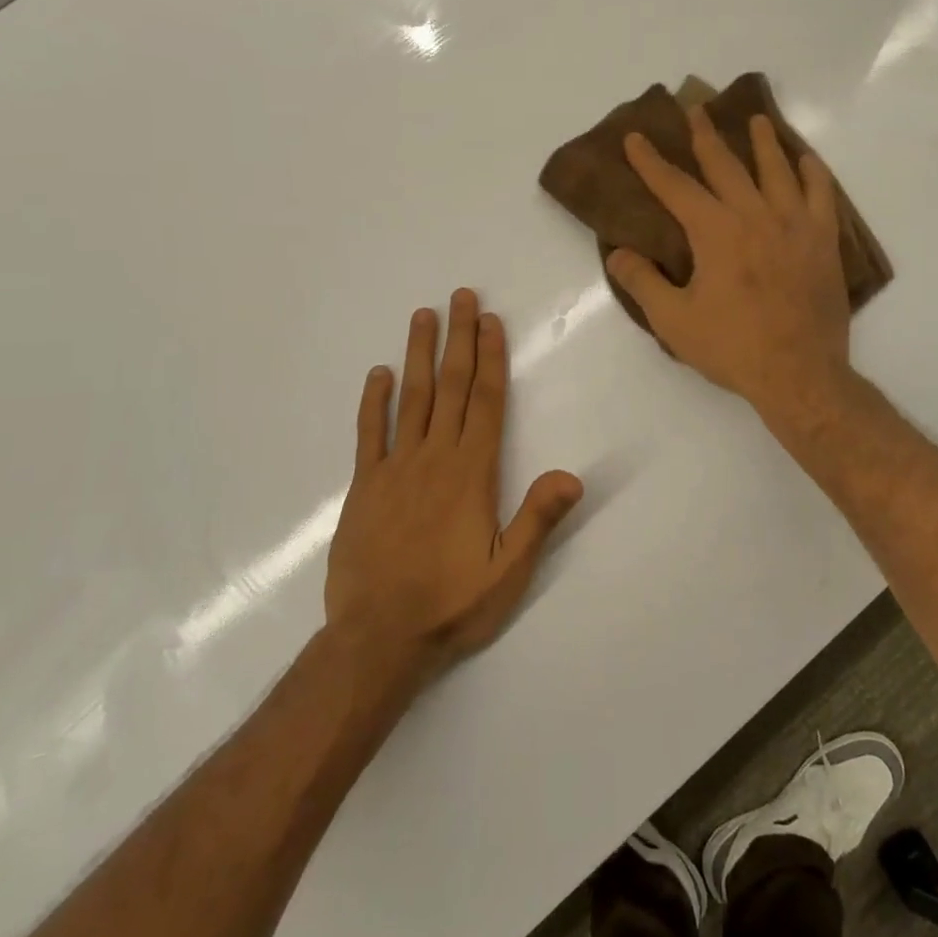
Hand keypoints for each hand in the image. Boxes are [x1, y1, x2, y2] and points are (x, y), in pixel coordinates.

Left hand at [324, 290, 582, 678]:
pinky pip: (370, 434)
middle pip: (450, 387)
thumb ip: (538, 520)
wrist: (378, 639)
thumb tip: (572, 474)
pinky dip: (374, 402)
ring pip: (411, 399)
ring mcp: (395, 468)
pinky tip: (378, 374)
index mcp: (472, 473)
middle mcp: (434, 458)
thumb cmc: (451, 604)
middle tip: (461, 296)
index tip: (490, 322)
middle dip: (458, 338)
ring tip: (423, 316)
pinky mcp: (365, 487)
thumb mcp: (508, 571)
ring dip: (419, 355)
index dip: (489, 358)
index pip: (485, 402)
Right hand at [606, 105, 851, 419]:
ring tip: (756, 120)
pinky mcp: (823, 241)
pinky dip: (813, 174)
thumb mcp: (674, 320)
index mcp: (715, 232)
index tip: (636, 137)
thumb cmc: (732, 348)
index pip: (676, 187)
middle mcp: (755, 216)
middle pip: (726, 166)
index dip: (651, 162)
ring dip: (763, 143)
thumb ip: (643, 282)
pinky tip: (806, 161)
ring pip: (777, 171)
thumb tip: (617, 253)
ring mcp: (794, 225)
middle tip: (695, 108)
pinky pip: (821, 195)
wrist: (800, 374)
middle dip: (706, 136)